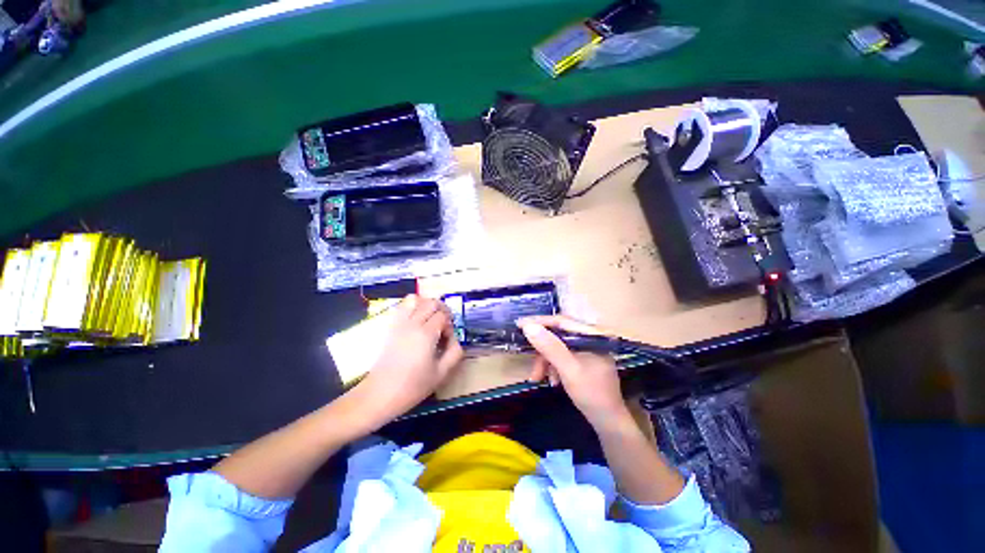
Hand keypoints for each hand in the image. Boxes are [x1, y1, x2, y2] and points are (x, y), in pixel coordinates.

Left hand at [354, 295, 463, 426]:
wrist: (380, 394)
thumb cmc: (412, 386)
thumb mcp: (441, 374)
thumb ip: (454, 353)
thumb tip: (455, 339)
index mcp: (426, 334)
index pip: (443, 316)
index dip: (449, 325)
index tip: (447, 340)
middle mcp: (412, 324)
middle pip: (431, 302)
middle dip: (442, 310)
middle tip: (444, 325)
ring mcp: (399, 323)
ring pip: (414, 299)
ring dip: (426, 304)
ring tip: (430, 318)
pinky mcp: (390, 327)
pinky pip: (401, 306)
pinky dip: (412, 307)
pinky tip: (416, 320)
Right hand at [519, 315, 630, 427]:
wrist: (609, 423)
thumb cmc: (592, 395)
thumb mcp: (569, 370)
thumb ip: (550, 347)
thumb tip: (528, 326)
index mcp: (592, 336)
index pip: (562, 321)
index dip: (539, 322)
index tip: (520, 324)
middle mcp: (590, 338)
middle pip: (558, 335)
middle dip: (542, 351)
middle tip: (528, 359)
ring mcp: (587, 350)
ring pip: (557, 347)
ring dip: (545, 361)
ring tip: (537, 378)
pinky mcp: (583, 360)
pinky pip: (562, 357)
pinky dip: (553, 367)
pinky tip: (552, 381)